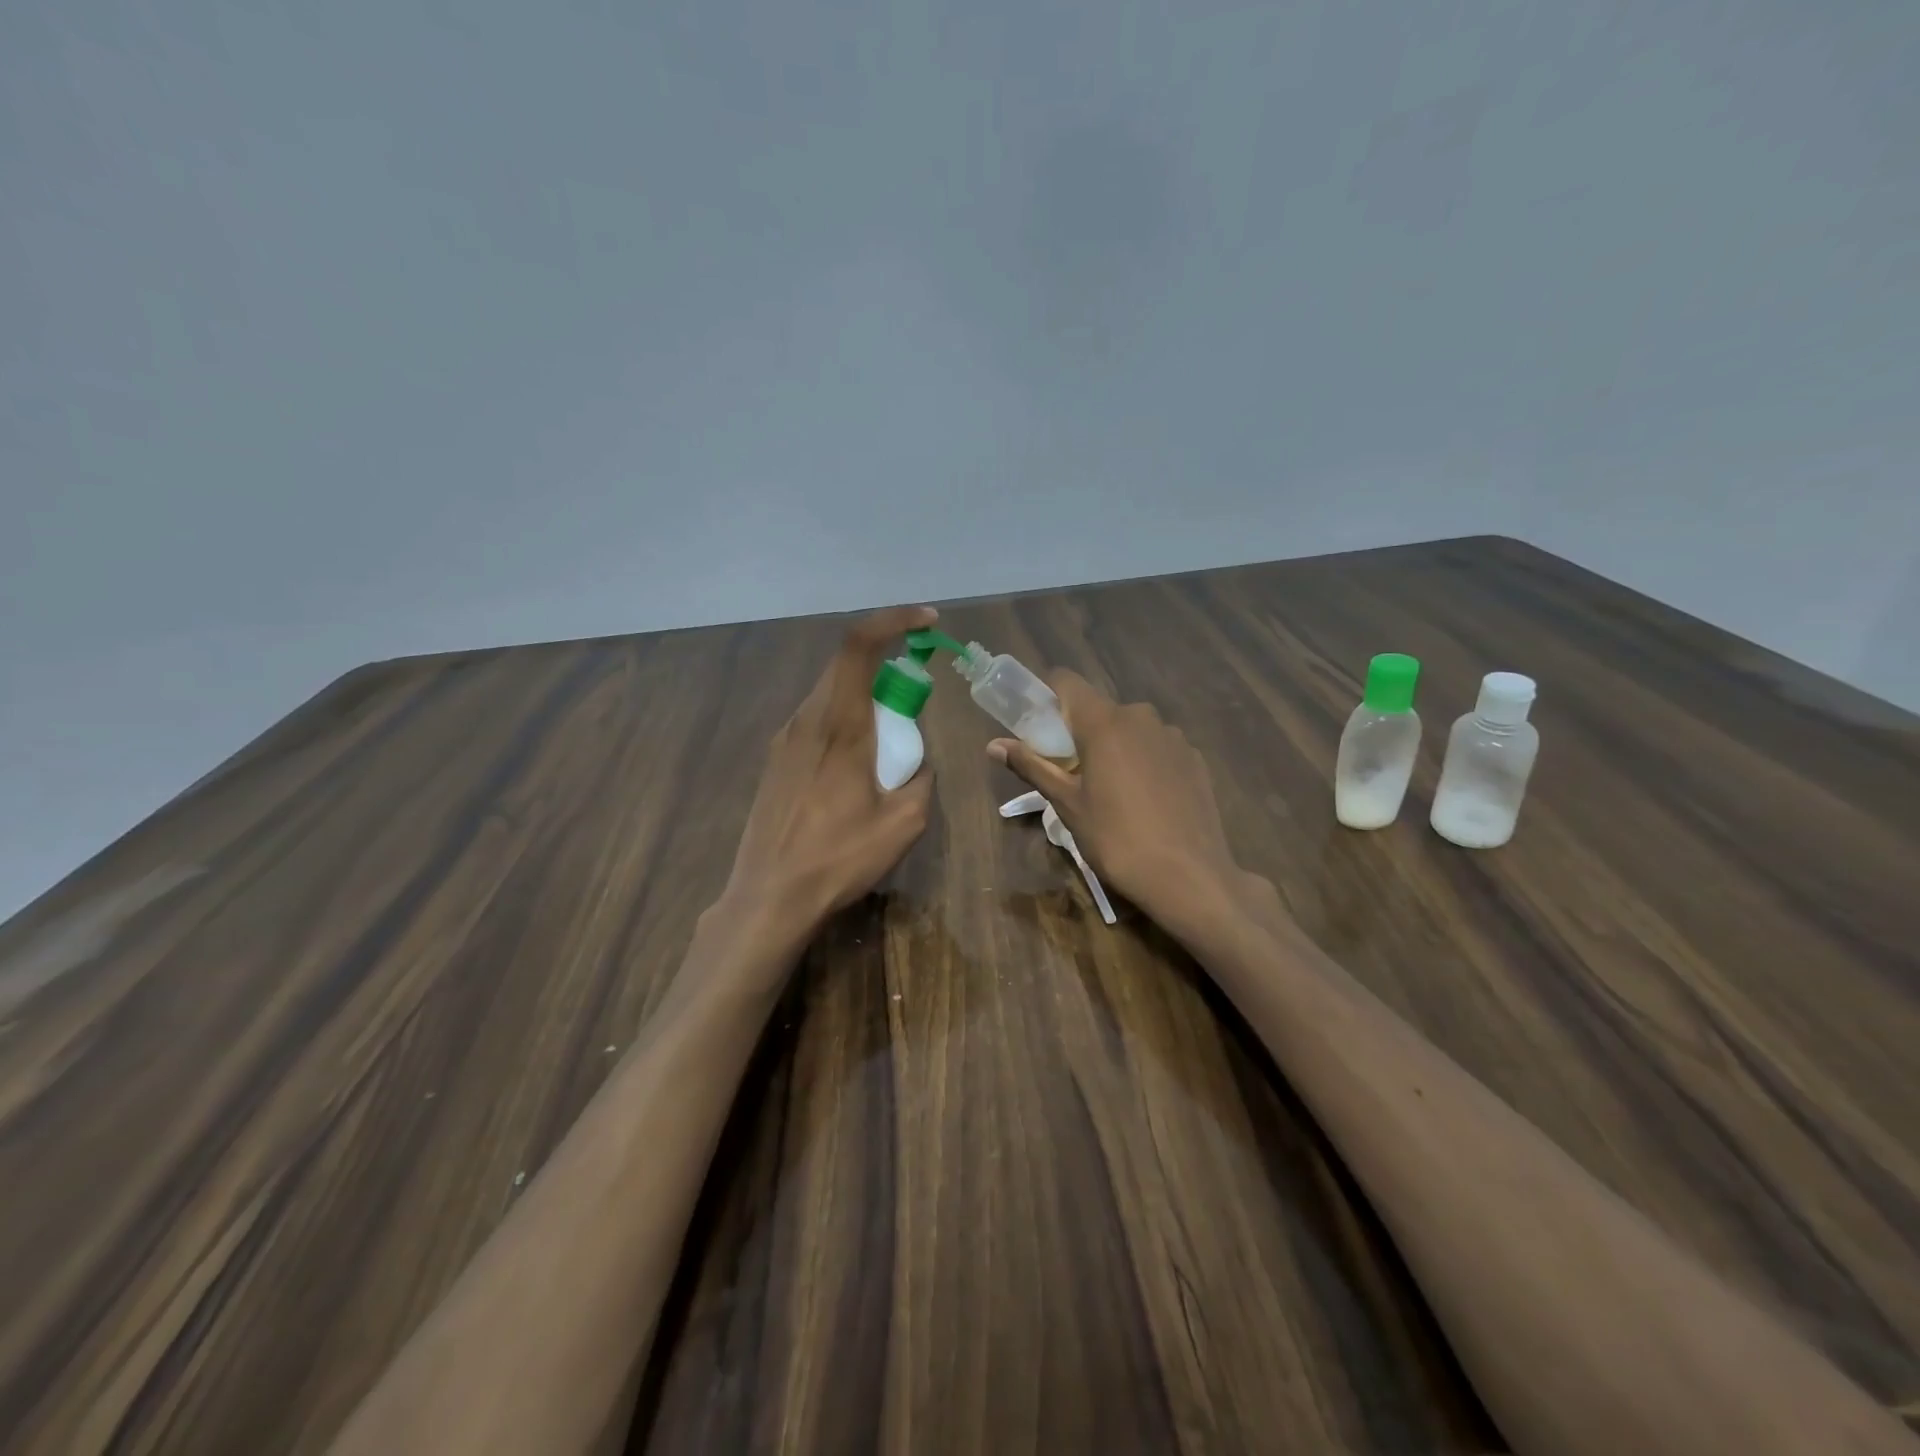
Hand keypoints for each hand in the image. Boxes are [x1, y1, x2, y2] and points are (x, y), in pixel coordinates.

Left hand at [722, 606, 937, 945]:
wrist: (769, 897)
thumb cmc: (838, 858)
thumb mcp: (904, 822)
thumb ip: (921, 777)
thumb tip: (918, 761)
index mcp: (839, 725)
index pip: (859, 645)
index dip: (894, 620)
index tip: (927, 622)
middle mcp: (806, 719)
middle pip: (845, 665)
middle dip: (887, 666)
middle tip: (916, 701)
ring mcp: (784, 739)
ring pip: (830, 693)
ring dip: (866, 698)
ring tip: (888, 745)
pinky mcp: (775, 760)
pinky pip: (816, 720)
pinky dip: (845, 721)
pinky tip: (855, 769)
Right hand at [988, 672, 1246, 932]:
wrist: (1190, 877)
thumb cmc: (1117, 839)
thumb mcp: (1067, 805)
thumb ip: (1032, 766)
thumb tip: (994, 745)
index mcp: (1104, 722)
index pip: (1067, 681)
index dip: (1047, 696)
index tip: (1037, 725)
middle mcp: (1141, 717)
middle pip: (1099, 709)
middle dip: (1079, 732)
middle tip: (1070, 773)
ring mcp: (1173, 737)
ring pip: (1130, 729)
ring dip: (1114, 748)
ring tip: (1111, 793)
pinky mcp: (1195, 758)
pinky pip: (1157, 748)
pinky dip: (1144, 763)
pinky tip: (1146, 802)